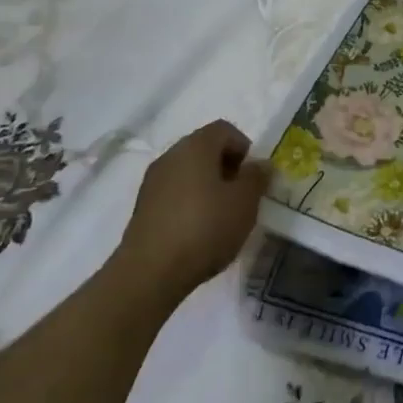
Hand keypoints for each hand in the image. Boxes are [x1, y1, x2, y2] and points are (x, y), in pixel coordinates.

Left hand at [118, 120, 268, 304]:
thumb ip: (257, 178)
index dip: (244, 148)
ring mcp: (153, 182)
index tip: (252, 177)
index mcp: (196, 145)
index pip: (225, 130)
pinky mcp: (142, 209)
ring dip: (207, 187)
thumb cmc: (204, 228)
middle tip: (241, 196)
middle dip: (226, 168)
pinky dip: (189, 203)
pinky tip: (198, 232)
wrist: (149, 273)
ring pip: (188, 173)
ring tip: (221, 217)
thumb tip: (261, 164)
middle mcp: (171, 155)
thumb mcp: (245, 202)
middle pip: (205, 149)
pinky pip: (174, 194)